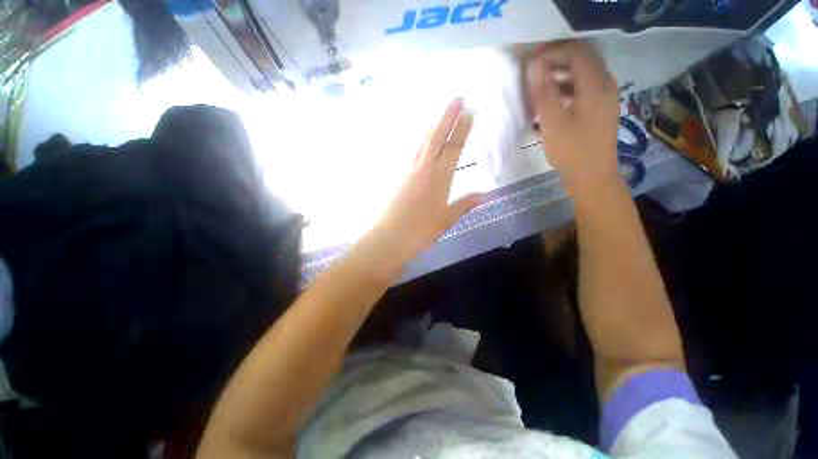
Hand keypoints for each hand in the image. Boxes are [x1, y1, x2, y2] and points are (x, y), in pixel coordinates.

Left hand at [368, 98, 483, 263]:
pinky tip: (418, 139)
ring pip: (421, 142)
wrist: (390, 236)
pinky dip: (417, 141)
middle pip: (437, 137)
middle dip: (447, 116)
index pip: (454, 148)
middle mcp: (424, 168)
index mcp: (440, 177)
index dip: (462, 129)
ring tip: (437, 114)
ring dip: (431, 126)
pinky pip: (409, 152)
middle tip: (456, 97)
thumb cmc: (421, 229)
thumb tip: (486, 194)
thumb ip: (465, 204)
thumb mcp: (446, 218)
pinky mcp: (397, 175)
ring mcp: (408, 169)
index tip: (469, 112)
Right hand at [526, 41, 620, 191]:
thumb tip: (533, 64)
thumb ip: (543, 92)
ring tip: (539, 90)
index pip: (577, 52)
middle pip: (582, 61)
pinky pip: (583, 91)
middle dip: (557, 62)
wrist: (592, 177)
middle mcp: (605, 86)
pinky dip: (566, 92)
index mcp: (596, 85)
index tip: (532, 63)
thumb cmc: (572, 151)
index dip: (554, 52)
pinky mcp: (599, 111)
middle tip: (534, 73)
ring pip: (582, 77)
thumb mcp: (553, 122)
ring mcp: (604, 99)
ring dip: (560, 78)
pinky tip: (551, 106)